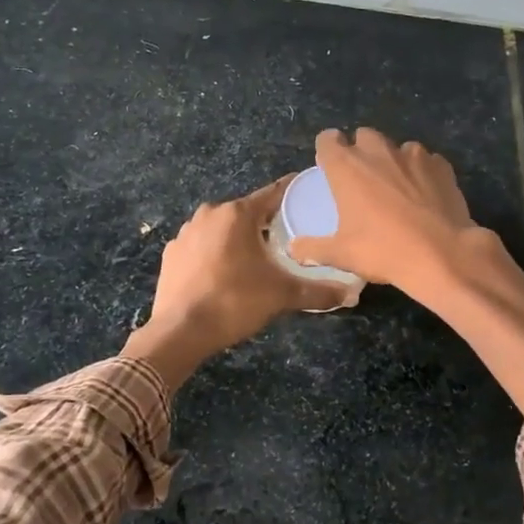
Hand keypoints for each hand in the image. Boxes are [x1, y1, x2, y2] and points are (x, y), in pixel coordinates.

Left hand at [122, 179, 346, 384]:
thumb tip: (352, 294)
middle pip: (246, 212)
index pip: (273, 194)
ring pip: (221, 228)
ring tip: (255, 260)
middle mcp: (210, 214)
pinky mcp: (171, 254)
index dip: (292, 193)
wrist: (180, 331)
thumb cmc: (234, 301)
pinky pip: (200, 246)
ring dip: (237, 239)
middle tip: (286, 239)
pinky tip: (223, 274)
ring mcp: (186, 232)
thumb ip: (318, 291)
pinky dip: (214, 254)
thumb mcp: (282, 295)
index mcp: (238, 214)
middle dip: (265, 223)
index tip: (307, 193)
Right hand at [288, 129, 481, 296]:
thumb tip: (293, 249)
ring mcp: (413, 155)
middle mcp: (377, 152)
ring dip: (394, 161)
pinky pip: (426, 161)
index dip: (327, 149)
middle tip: (363, 180)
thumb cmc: (383, 250)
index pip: (328, 139)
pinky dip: (422, 173)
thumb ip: (314, 248)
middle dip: (361, 150)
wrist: (442, 254)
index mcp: (347, 167)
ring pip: (397, 147)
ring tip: (397, 188)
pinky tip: (425, 195)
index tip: (329, 166)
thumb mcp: (342, 254)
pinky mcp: (441, 166)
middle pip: (363, 136)